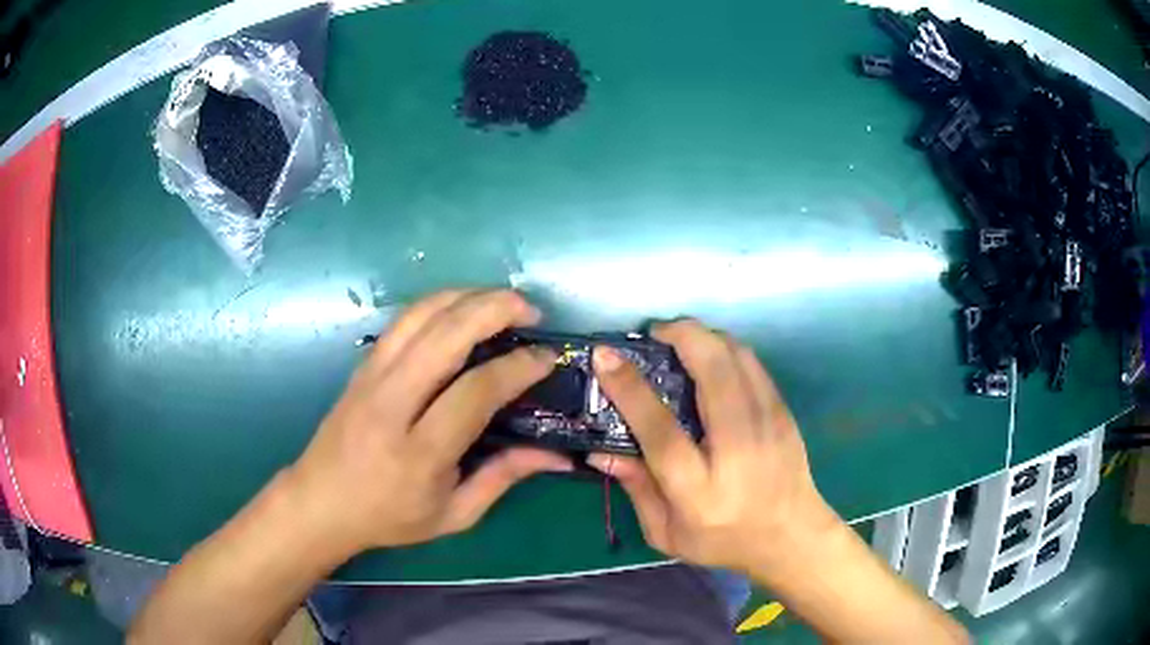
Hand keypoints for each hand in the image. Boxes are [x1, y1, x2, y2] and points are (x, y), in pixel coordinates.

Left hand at [285, 290, 571, 554]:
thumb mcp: (454, 515)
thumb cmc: (389, 517)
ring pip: (420, 315)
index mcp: (419, 452)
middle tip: (532, 310)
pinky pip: (403, 320)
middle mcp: (391, 404)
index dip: (518, 367)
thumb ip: (504, 478)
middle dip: (495, 309)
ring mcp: (371, 377)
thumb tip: (556, 454)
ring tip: (502, 300)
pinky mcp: (362, 366)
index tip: (547, 358)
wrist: (320, 502)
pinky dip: (438, 303)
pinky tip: (462, 307)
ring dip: (467, 296)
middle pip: (445, 336)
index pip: (475, 391)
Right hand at [588, 320, 836, 575]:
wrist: (792, 537)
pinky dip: (725, 348)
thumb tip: (598, 450)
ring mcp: (767, 424)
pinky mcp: (783, 412)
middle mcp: (737, 447)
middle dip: (679, 335)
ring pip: (735, 356)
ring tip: (677, 340)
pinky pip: (751, 363)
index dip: (630, 387)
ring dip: (703, 336)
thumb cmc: (724, 540)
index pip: (660, 429)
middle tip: (653, 334)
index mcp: (699, 487)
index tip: (605, 355)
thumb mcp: (667, 533)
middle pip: (712, 371)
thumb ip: (636, 489)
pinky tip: (709, 356)